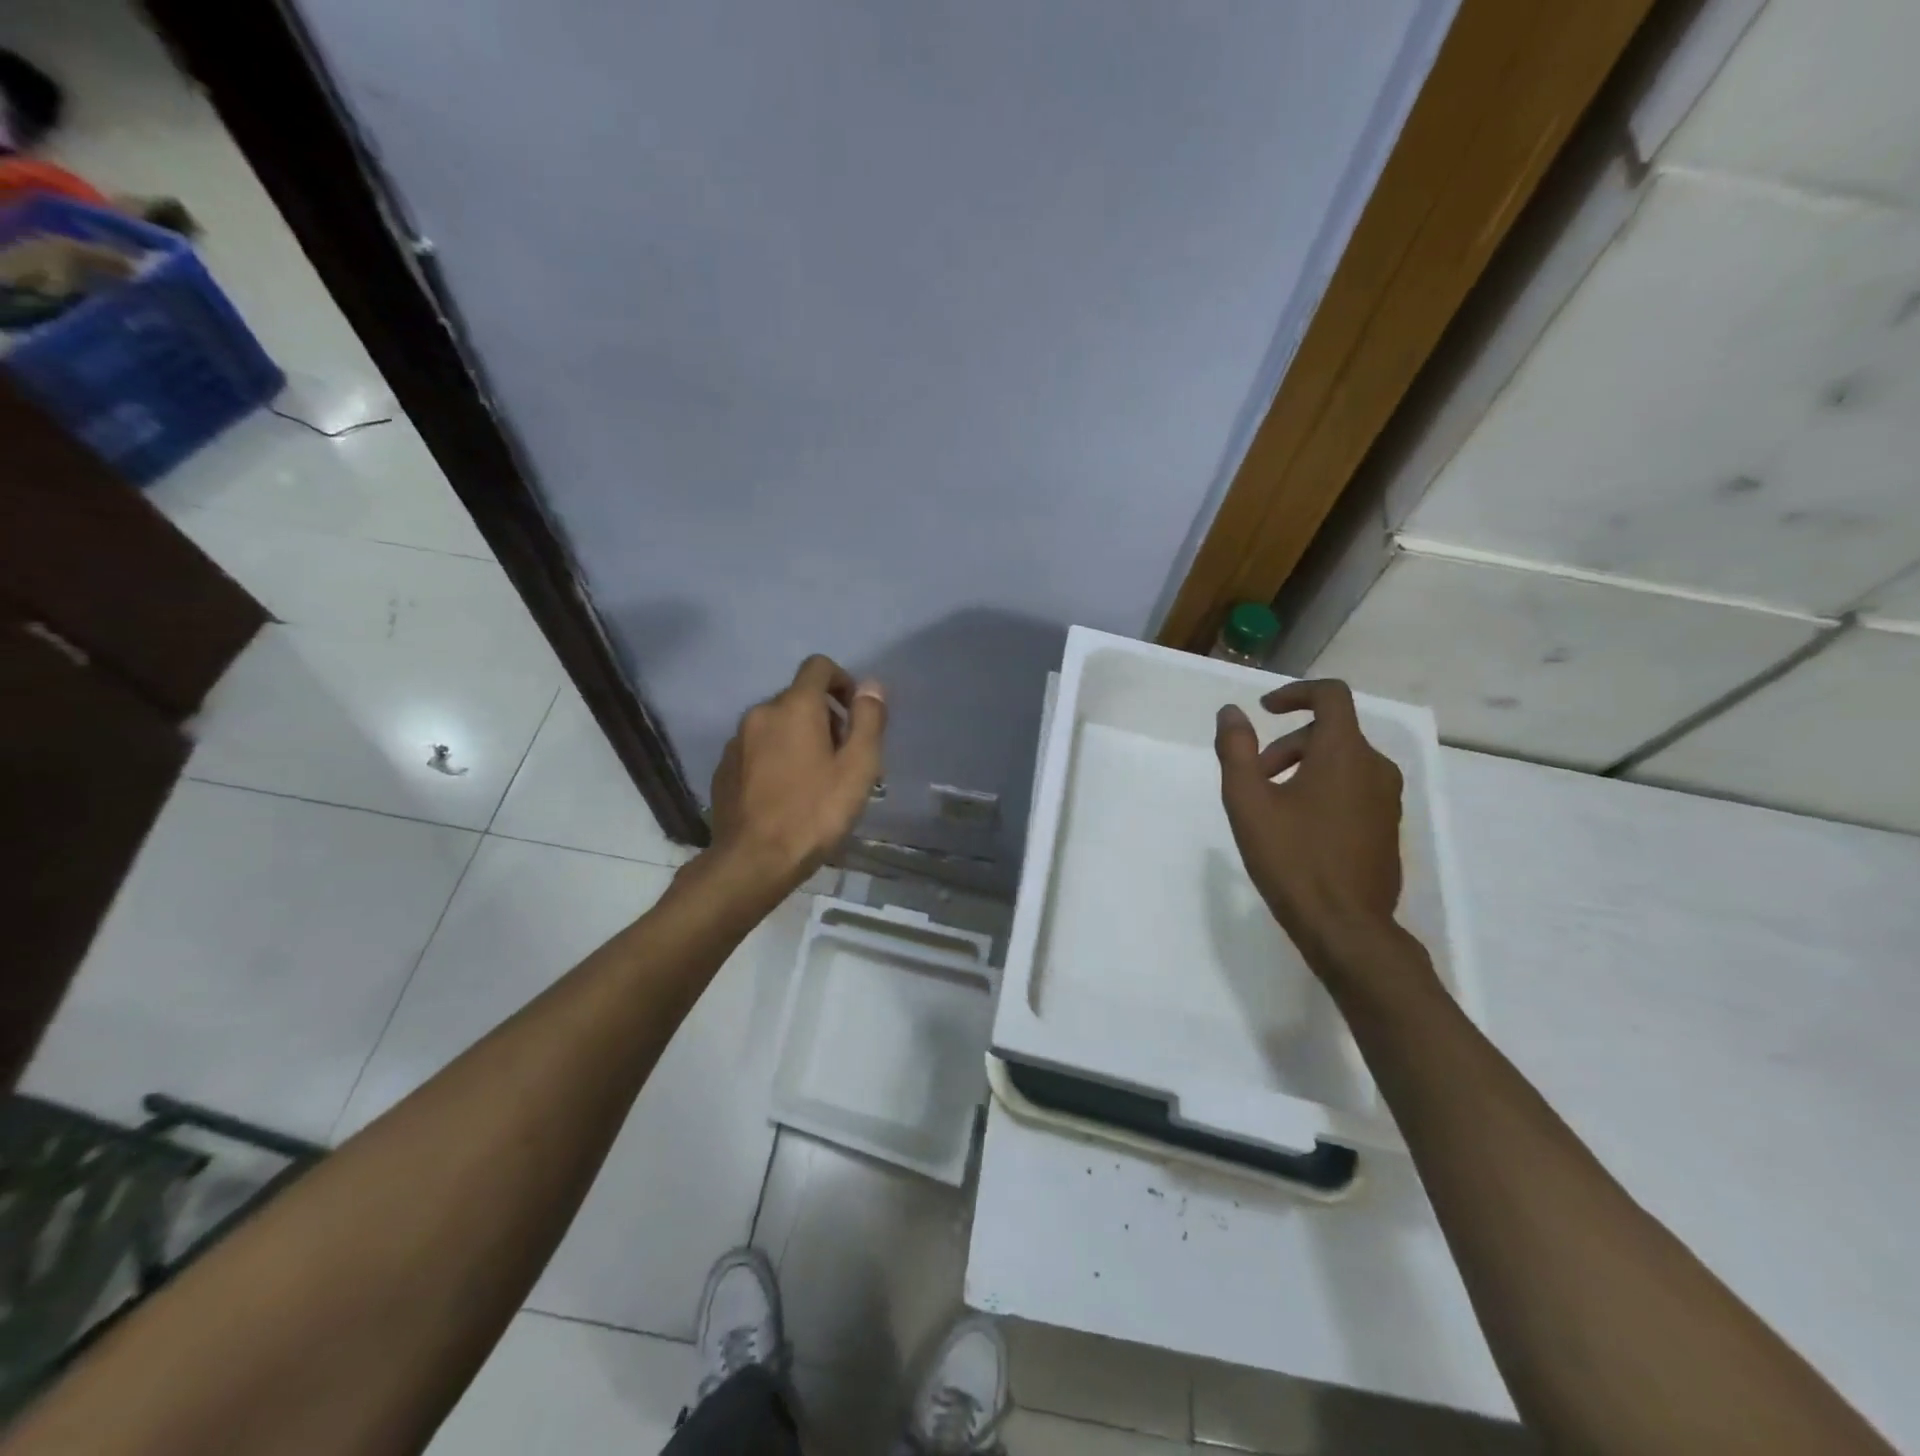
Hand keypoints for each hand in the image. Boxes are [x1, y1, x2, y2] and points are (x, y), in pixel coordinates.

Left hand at [708, 654, 885, 893]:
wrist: (753, 862)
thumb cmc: (814, 813)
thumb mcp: (858, 768)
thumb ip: (868, 720)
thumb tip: (870, 686)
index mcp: (794, 707)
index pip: (819, 667)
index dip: (843, 682)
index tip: (856, 716)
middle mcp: (760, 713)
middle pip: (799, 698)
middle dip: (825, 718)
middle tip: (843, 760)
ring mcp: (737, 741)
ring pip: (777, 725)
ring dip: (800, 740)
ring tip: (816, 782)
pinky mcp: (724, 768)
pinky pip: (757, 749)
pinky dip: (776, 759)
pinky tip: (786, 795)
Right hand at [1214, 679, 1405, 972]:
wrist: (1346, 927)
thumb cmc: (1292, 859)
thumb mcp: (1248, 803)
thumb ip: (1236, 751)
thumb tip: (1232, 713)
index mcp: (1344, 753)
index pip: (1331, 695)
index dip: (1295, 693)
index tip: (1265, 711)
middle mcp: (1375, 767)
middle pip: (1331, 732)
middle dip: (1287, 744)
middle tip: (1256, 777)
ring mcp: (1387, 799)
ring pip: (1343, 761)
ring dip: (1304, 767)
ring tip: (1272, 806)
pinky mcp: (1388, 826)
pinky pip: (1355, 787)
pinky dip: (1324, 788)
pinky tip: (1299, 828)